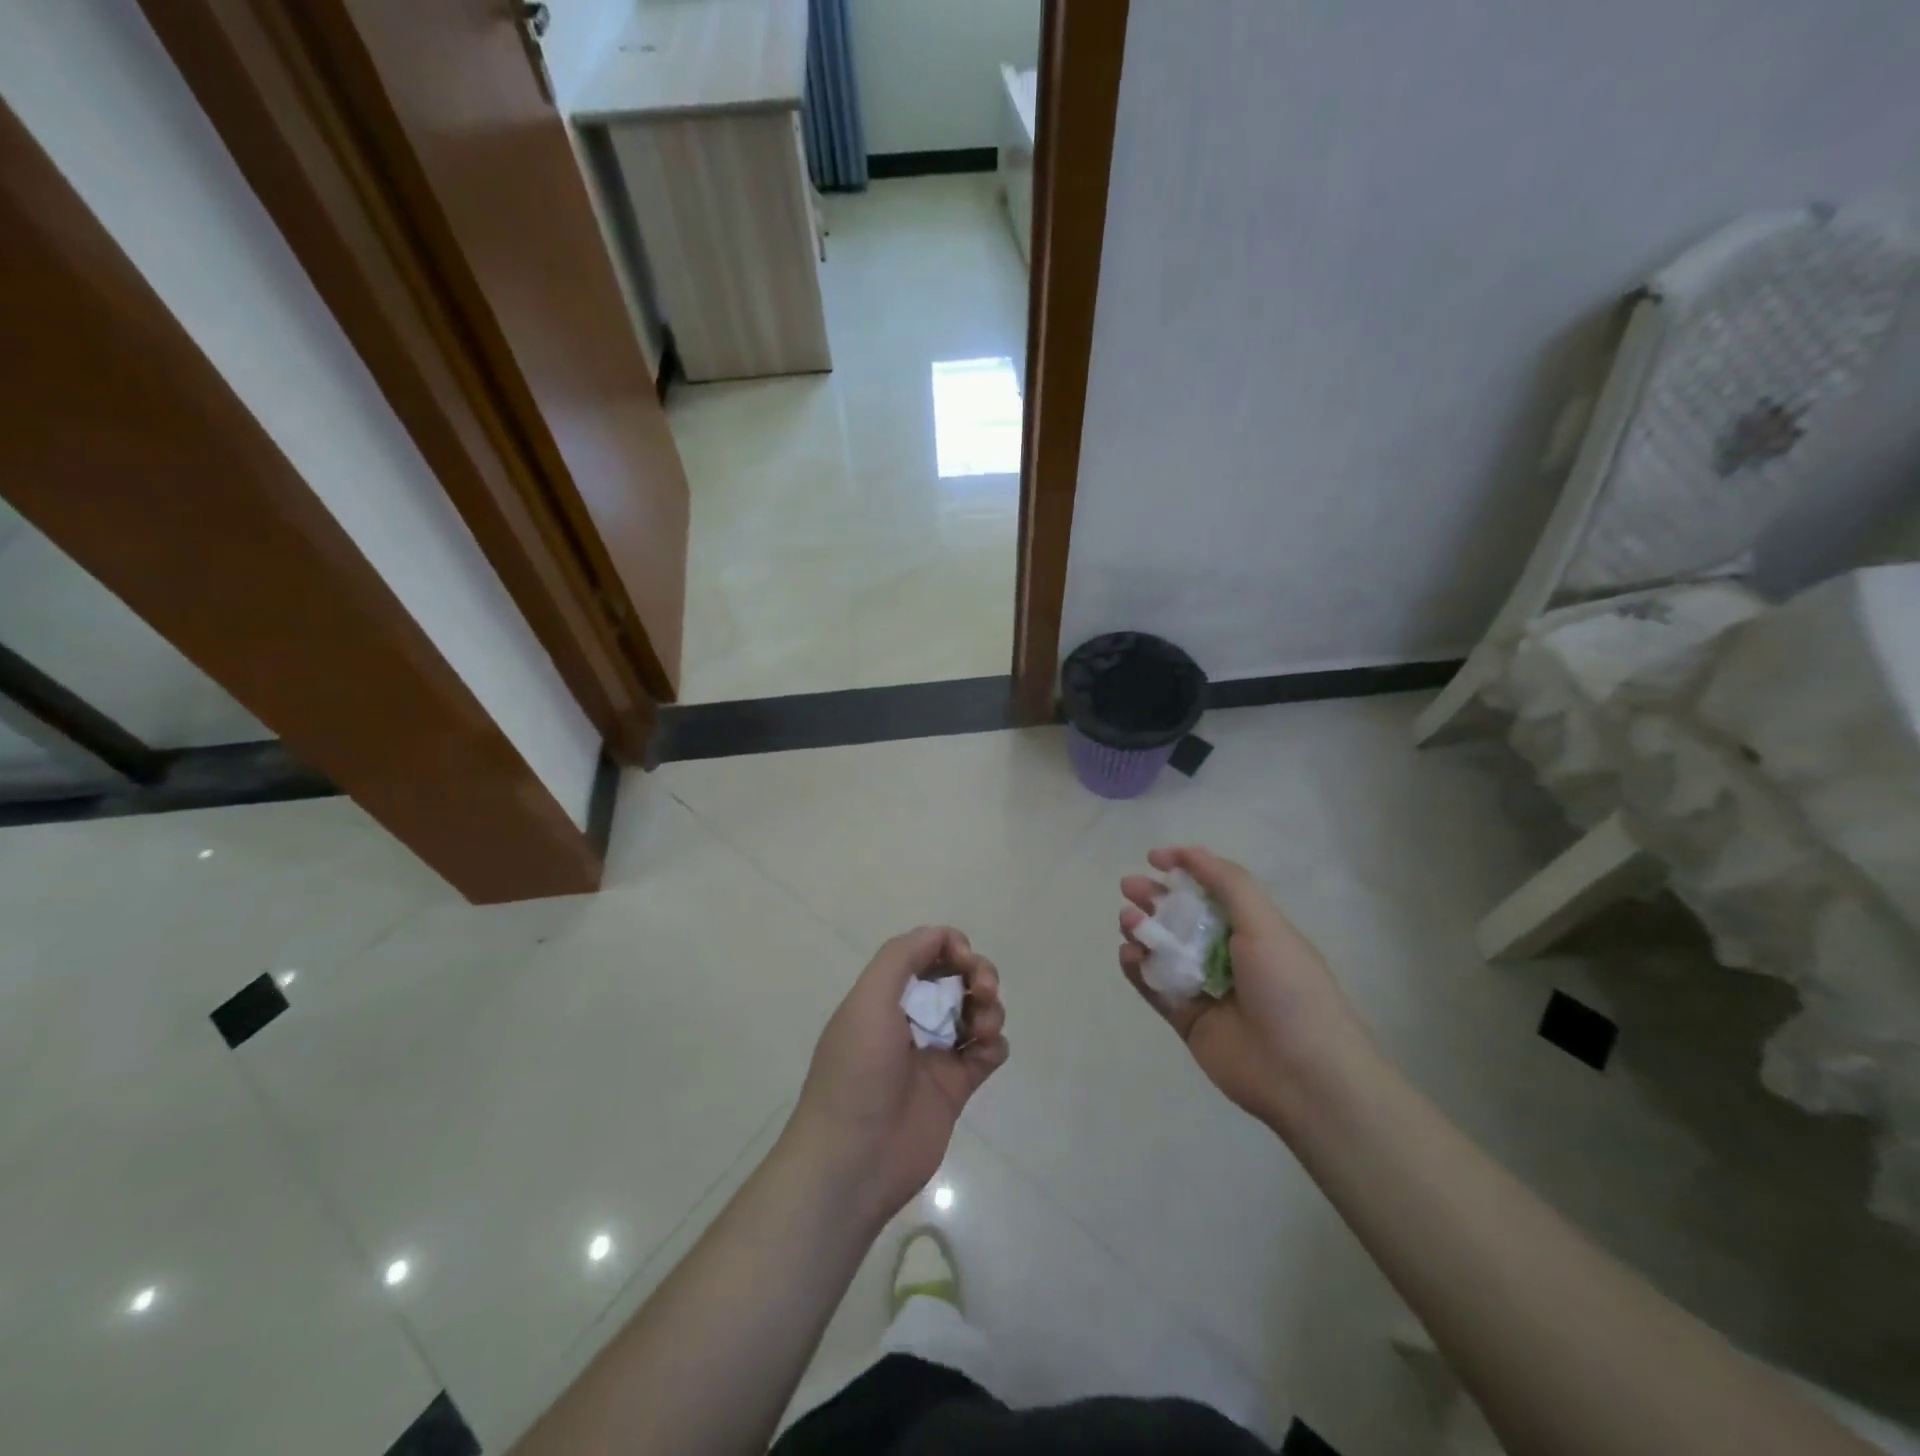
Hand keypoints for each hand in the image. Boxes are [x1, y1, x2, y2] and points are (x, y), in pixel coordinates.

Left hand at [787, 926, 1007, 1227]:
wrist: (853, 1160)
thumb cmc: (856, 1073)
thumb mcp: (867, 1001)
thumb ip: (901, 958)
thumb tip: (941, 935)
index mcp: (885, 995)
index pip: (927, 953)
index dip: (951, 947)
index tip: (963, 961)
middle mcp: (911, 1018)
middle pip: (957, 978)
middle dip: (978, 973)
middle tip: (982, 990)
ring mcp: (934, 1053)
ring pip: (976, 1012)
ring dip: (989, 1008)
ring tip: (984, 1028)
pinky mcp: (955, 1088)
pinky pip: (987, 1053)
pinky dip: (994, 1045)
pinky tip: (985, 1053)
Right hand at [1120, 846, 1369, 1132]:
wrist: (1304, 1075)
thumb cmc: (1289, 989)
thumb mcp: (1265, 924)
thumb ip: (1227, 883)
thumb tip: (1190, 852)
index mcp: (1252, 929)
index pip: (1212, 889)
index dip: (1184, 869)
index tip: (1153, 858)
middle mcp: (1226, 954)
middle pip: (1181, 917)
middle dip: (1154, 898)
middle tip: (1128, 887)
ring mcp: (1204, 987)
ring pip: (1163, 950)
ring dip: (1143, 930)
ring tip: (1129, 922)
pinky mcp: (1186, 1019)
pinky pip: (1154, 987)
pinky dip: (1137, 969)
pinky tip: (1129, 954)